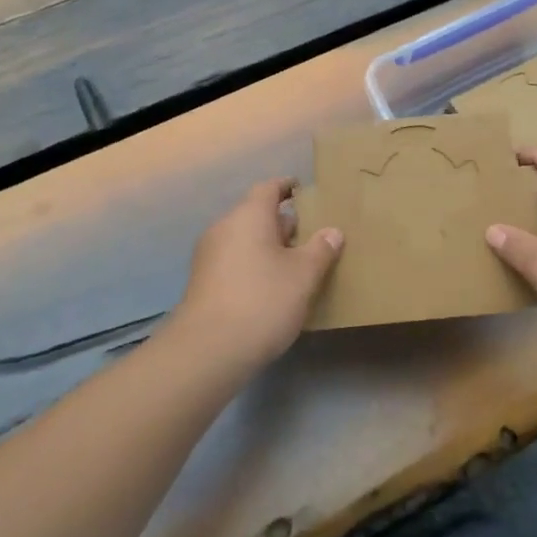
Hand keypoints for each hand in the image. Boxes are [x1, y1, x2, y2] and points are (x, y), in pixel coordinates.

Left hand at [171, 178, 342, 368]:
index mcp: (248, 216)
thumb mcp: (303, 276)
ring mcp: (209, 256)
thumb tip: (332, 231)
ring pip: (244, 240)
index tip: (303, 191)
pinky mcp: (203, 282)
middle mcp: (224, 228)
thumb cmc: (263, 301)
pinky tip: (270, 287)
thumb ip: (320, 250)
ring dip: (267, 246)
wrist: (209, 350)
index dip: (287, 187)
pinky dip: (253, 265)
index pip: (268, 188)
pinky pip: (234, 261)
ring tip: (295, 263)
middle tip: (309, 234)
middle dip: (281, 222)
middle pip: (255, 214)